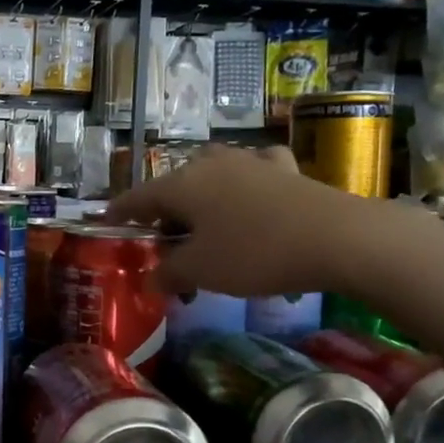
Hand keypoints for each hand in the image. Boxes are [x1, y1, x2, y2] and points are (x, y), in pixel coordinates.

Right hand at [106, 145, 441, 299]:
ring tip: (208, 228)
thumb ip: (168, 274)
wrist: (336, 237)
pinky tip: (255, 196)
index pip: (137, 197)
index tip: (106, 223)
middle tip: (167, 246)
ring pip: (213, 178)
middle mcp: (211, 164)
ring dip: (204, 202)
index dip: (120, 212)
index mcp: (182, 185)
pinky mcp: (286, 170)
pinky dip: (247, 184)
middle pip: (175, 188)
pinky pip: (255, 173)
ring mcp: (250, 162)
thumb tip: (151, 280)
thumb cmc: (254, 253)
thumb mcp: (201, 271)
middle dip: (166, 216)